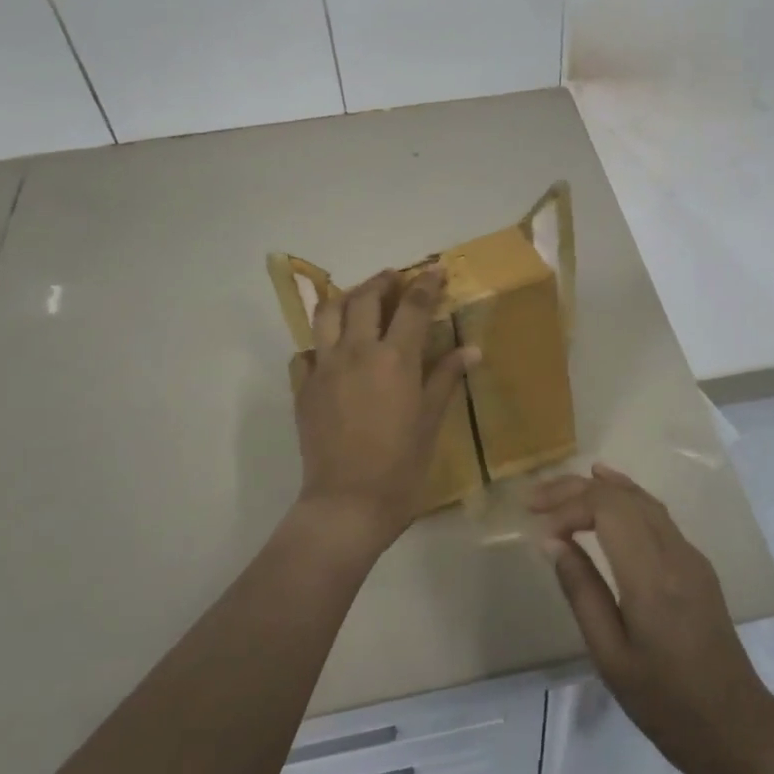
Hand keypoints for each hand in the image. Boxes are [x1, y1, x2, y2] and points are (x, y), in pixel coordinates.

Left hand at [293, 267, 477, 553]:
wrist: (347, 504)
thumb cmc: (401, 466)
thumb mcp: (431, 421)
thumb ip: (445, 378)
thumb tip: (471, 350)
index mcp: (394, 359)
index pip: (412, 305)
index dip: (426, 283)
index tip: (435, 269)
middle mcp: (356, 352)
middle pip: (365, 298)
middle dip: (382, 281)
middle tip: (396, 279)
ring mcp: (324, 368)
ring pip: (327, 314)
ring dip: (346, 298)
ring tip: (360, 299)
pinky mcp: (303, 388)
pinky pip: (307, 351)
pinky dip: (321, 342)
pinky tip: (332, 350)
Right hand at [531, 464, 773, 773]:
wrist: (736, 726)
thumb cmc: (665, 702)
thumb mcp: (610, 656)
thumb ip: (581, 591)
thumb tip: (552, 542)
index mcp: (651, 578)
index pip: (607, 509)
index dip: (568, 508)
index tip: (539, 530)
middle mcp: (675, 553)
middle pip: (623, 496)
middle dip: (575, 489)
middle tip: (534, 499)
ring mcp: (690, 554)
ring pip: (642, 499)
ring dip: (599, 488)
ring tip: (559, 490)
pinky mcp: (696, 562)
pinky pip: (656, 513)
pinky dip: (624, 496)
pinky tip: (607, 492)